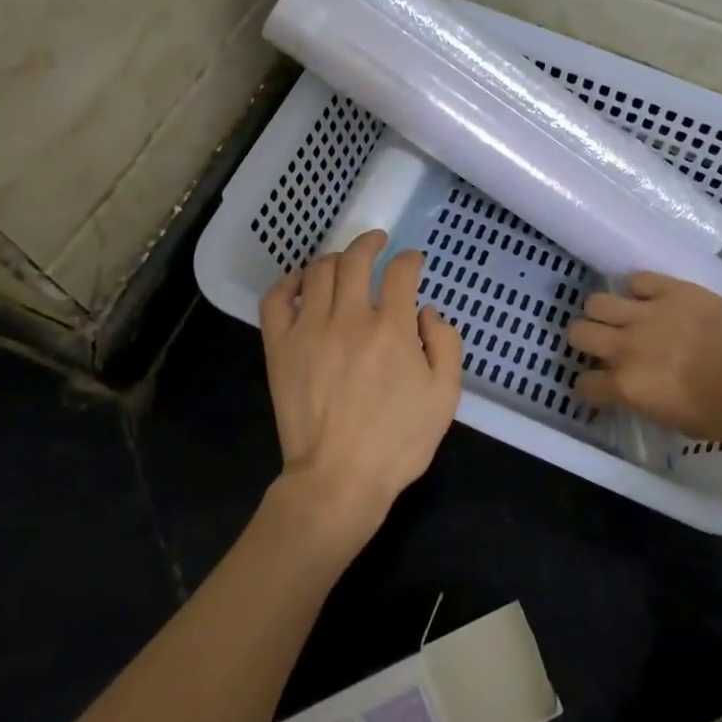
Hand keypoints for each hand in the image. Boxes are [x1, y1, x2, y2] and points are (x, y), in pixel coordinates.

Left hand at [259, 231, 463, 554]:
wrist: (339, 479)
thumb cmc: (398, 442)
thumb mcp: (445, 396)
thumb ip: (446, 344)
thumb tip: (427, 312)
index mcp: (392, 329)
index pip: (401, 272)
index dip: (411, 259)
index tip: (414, 262)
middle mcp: (350, 318)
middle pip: (356, 260)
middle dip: (370, 243)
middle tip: (377, 242)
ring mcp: (309, 330)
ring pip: (319, 271)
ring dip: (335, 258)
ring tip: (344, 262)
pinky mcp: (280, 347)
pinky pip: (276, 300)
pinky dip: (289, 282)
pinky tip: (301, 281)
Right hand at [568, 273, 721, 441]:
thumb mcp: (678, 423)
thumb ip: (646, 402)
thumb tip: (637, 391)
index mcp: (627, 386)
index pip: (585, 384)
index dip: (590, 386)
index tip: (600, 385)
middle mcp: (626, 346)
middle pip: (579, 333)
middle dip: (584, 341)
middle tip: (601, 345)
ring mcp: (647, 313)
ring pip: (597, 302)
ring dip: (603, 313)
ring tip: (619, 317)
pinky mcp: (671, 289)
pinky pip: (638, 279)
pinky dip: (639, 289)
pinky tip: (649, 299)